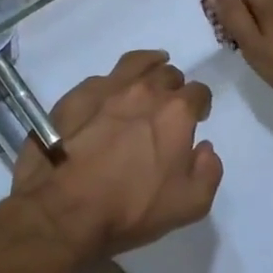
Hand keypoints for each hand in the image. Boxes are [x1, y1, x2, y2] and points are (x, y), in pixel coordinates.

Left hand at [8, 49, 222, 263]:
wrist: (63, 209)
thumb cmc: (131, 209)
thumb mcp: (189, 205)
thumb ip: (208, 172)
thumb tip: (205, 148)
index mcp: (175, 113)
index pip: (198, 92)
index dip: (201, 104)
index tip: (197, 117)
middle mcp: (144, 90)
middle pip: (168, 74)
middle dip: (174, 87)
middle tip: (168, 105)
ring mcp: (107, 88)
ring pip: (136, 63)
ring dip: (148, 67)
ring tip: (149, 73)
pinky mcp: (76, 95)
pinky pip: (102, 78)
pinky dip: (112, 82)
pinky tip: (109, 95)